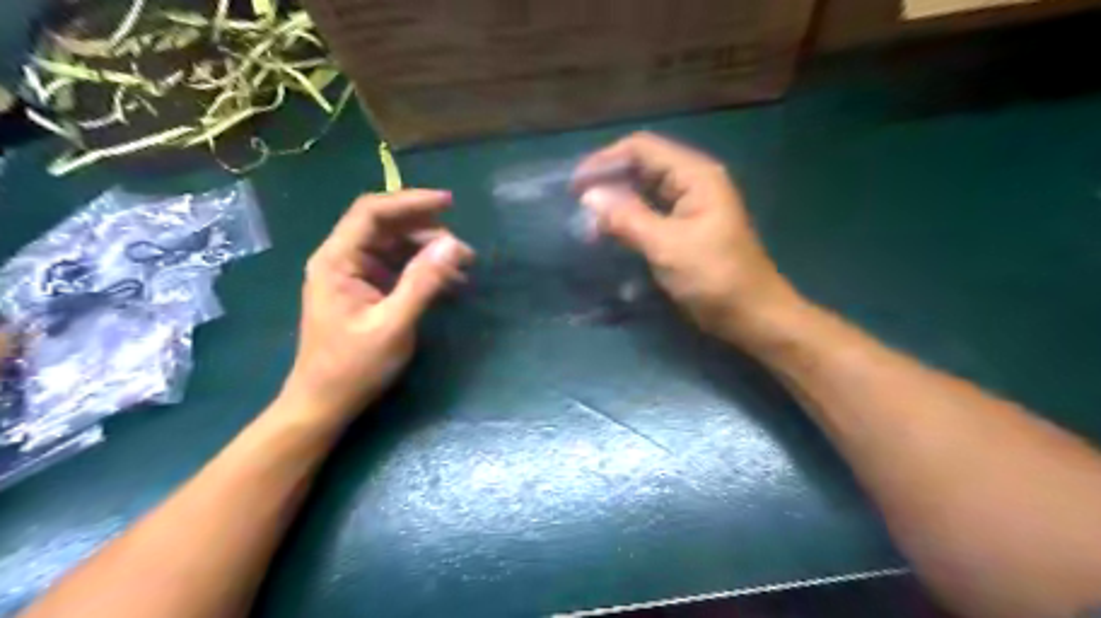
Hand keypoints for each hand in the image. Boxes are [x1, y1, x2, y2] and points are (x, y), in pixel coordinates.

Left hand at [279, 190, 473, 425]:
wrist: (325, 403)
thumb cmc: (353, 367)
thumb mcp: (393, 325)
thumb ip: (423, 283)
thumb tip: (454, 245)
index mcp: (337, 260)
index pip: (372, 213)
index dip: (410, 202)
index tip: (449, 203)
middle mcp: (342, 260)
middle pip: (385, 226)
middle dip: (426, 230)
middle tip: (463, 249)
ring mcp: (354, 275)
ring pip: (394, 246)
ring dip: (428, 251)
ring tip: (462, 267)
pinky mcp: (366, 290)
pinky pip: (397, 267)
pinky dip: (423, 269)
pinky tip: (448, 281)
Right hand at [577, 131, 801, 342]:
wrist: (752, 315)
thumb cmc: (715, 278)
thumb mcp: (667, 246)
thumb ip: (627, 218)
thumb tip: (589, 196)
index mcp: (695, 175)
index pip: (642, 149)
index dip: (605, 160)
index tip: (575, 185)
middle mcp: (692, 182)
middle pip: (642, 166)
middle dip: (609, 180)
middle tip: (577, 203)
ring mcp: (690, 205)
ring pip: (644, 190)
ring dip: (616, 201)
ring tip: (588, 218)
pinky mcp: (685, 227)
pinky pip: (650, 212)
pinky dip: (628, 218)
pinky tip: (609, 230)